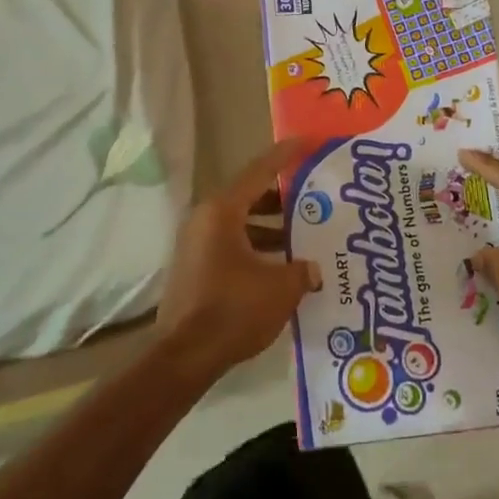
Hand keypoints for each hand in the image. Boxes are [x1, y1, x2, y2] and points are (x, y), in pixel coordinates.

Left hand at [154, 138, 321, 382]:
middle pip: (249, 197)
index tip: (305, 142)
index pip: (259, 171)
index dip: (284, 156)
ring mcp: (196, 245)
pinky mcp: (195, 269)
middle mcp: (205, 220)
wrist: (185, 356)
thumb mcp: (280, 288)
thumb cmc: (234, 310)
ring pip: (241, 224)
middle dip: (282, 198)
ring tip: (304, 236)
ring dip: (271, 228)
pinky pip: (232, 245)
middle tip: (313, 197)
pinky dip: (257, 249)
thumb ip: (301, 270)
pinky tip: (281, 268)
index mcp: (223, 211)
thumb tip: (312, 269)